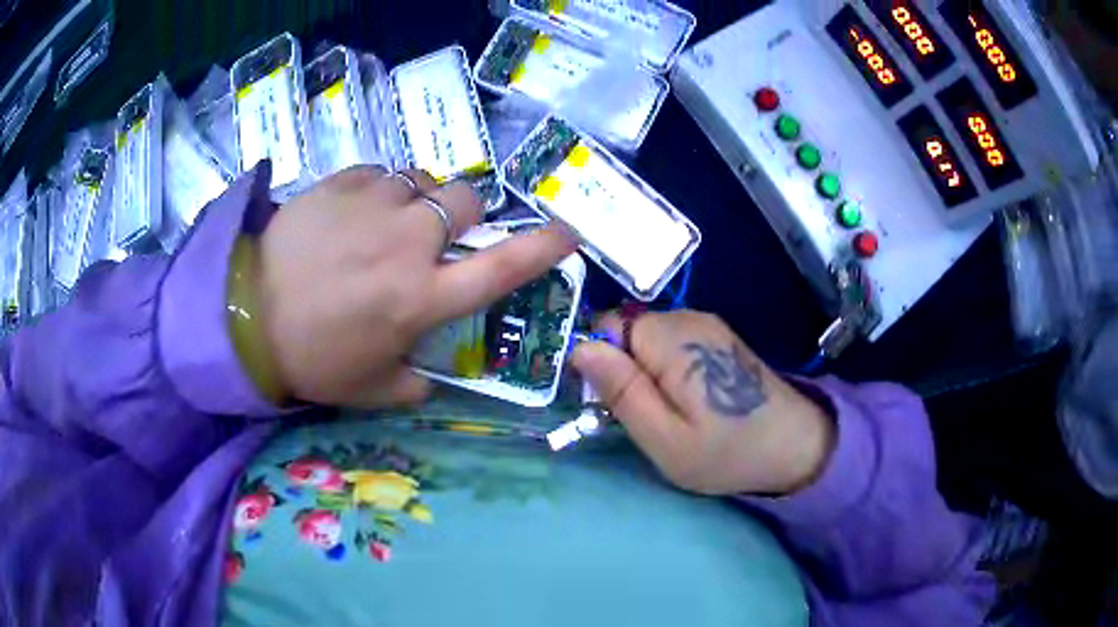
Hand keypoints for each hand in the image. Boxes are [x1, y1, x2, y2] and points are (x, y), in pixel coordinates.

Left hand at [252, 166, 576, 407]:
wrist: (243, 313)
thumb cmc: (311, 357)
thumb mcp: (370, 389)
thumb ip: (414, 384)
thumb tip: (431, 377)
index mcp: (423, 297)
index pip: (503, 267)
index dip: (543, 248)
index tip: (569, 233)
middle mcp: (409, 242)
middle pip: (467, 200)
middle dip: (464, 214)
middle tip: (436, 235)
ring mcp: (374, 204)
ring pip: (423, 180)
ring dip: (419, 200)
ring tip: (389, 221)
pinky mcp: (342, 182)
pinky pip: (381, 173)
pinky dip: (380, 190)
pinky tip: (357, 211)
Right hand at [572, 310, 834, 495]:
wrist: (794, 446)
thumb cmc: (727, 451)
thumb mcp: (665, 438)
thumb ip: (622, 391)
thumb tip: (580, 348)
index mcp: (671, 339)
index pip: (605, 326)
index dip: (599, 363)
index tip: (612, 403)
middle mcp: (688, 318)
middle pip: (626, 331)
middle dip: (622, 369)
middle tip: (643, 416)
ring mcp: (706, 325)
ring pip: (647, 339)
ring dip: (644, 373)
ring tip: (668, 412)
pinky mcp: (717, 337)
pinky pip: (671, 344)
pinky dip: (666, 370)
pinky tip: (689, 400)